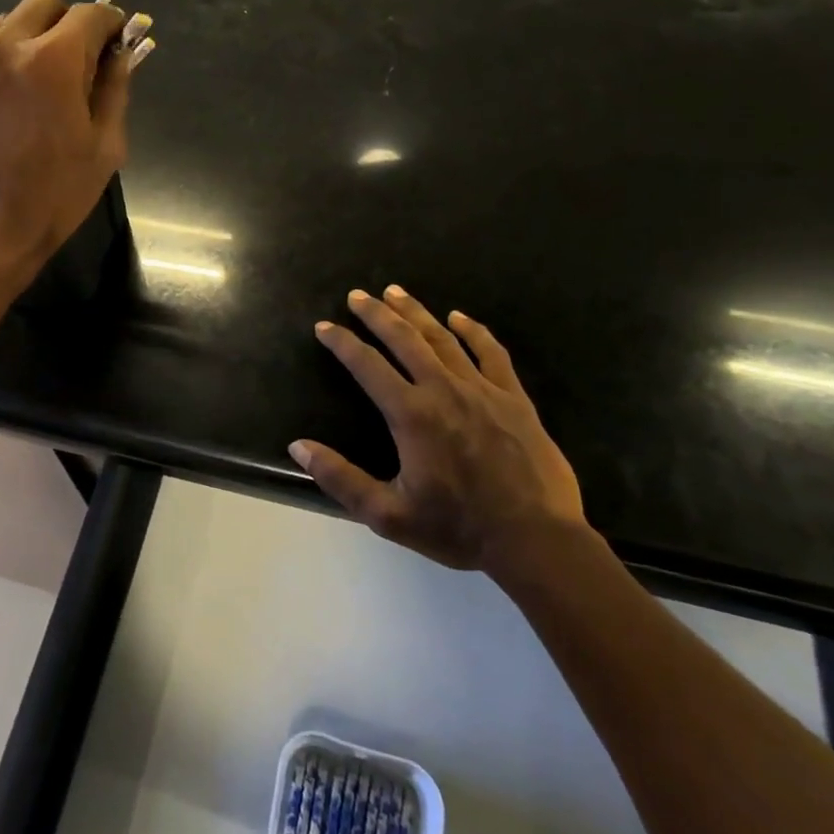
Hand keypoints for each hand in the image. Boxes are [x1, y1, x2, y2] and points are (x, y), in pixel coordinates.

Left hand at [0, 0, 130, 274]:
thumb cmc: (55, 194)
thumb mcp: (104, 146)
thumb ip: (115, 89)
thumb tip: (121, 54)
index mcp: (54, 60)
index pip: (91, 14)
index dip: (109, 25)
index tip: (113, 42)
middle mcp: (5, 44)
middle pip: (43, 5)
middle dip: (65, 25)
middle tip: (71, 63)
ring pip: (2, 25)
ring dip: (23, 42)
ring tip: (27, 84)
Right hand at [289, 285, 588, 576]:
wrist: (536, 540)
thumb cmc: (458, 528)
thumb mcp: (388, 514)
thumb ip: (340, 478)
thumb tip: (298, 447)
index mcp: (411, 415)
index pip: (366, 365)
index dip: (342, 342)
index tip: (324, 327)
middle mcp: (443, 389)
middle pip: (404, 339)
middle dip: (376, 314)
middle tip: (357, 295)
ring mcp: (482, 389)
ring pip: (443, 337)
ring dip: (416, 312)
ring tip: (395, 292)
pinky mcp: (513, 397)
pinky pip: (491, 352)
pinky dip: (473, 330)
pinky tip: (459, 317)